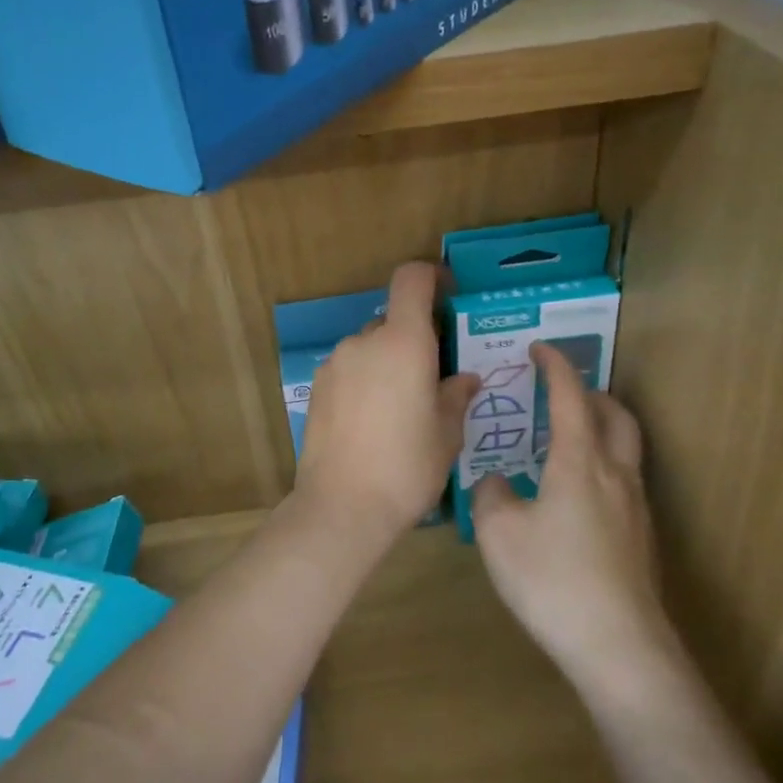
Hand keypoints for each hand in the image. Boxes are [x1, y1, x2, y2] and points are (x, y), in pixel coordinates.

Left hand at [294, 262, 479, 544]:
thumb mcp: (447, 434)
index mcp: (403, 342)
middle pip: (393, 319)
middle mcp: (364, 341)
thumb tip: (465, 379)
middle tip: (434, 376)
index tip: (448, 294)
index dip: (432, 276)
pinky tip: (373, 421)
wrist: (341, 506)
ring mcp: (335, 363)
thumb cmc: (406, 467)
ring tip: (402, 407)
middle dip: (415, 338)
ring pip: (370, 347)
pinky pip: (350, 369)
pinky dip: (365, 380)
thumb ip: (456, 396)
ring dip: (388, 361)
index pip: (412, 279)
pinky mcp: (317, 387)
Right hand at [472, 342, 673, 692]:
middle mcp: (615, 474)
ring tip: (567, 441)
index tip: (539, 349)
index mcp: (579, 461)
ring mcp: (635, 508)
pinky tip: (574, 497)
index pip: (570, 396)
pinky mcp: (641, 539)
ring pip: (626, 449)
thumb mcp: (498, 533)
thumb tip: (496, 481)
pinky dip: (603, 466)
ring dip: (601, 429)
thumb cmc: (552, 578)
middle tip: (561, 393)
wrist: (619, 646)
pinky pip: (624, 481)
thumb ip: (491, 495)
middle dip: (591, 394)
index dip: (555, 366)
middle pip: (616, 415)